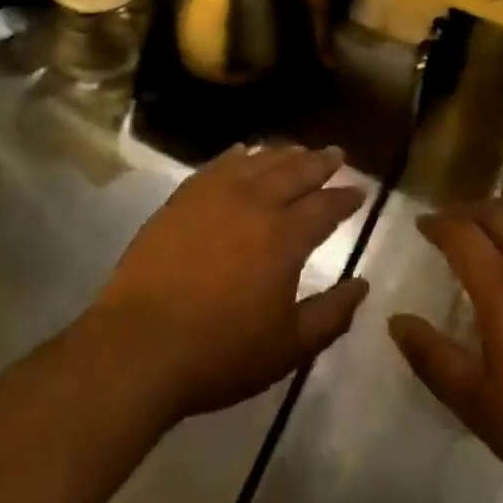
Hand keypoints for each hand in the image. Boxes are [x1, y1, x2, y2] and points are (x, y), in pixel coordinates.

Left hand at [88, 144, 368, 423]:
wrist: (140, 345)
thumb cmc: (220, 353)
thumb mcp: (288, 348)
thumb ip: (331, 315)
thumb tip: (361, 286)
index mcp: (285, 237)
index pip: (325, 206)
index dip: (345, 197)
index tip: (359, 189)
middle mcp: (255, 202)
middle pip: (295, 171)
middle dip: (320, 162)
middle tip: (336, 153)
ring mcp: (216, 194)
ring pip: (259, 160)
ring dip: (283, 153)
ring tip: (298, 150)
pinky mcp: (184, 197)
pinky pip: (219, 164)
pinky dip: (239, 155)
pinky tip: (244, 152)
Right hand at [388, 202, 502, 502]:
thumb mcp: (481, 406)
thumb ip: (434, 360)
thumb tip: (396, 321)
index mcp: (502, 288)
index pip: (461, 234)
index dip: (437, 223)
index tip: (422, 225)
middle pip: (498, 215)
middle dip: (469, 211)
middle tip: (453, 221)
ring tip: (495, 232)